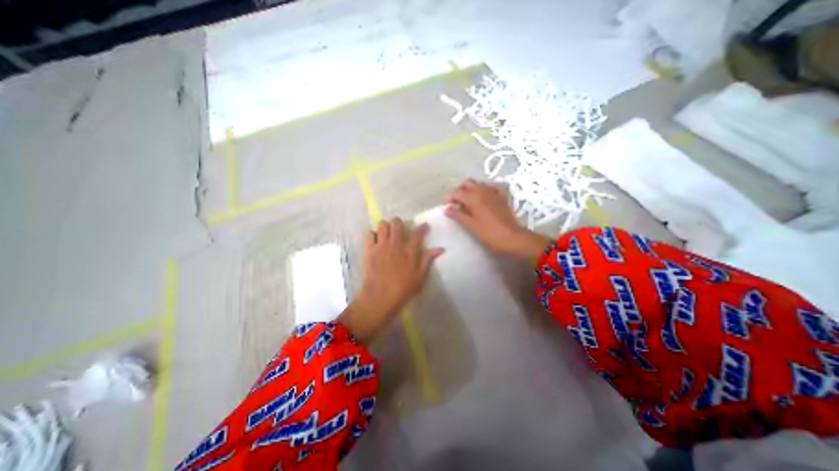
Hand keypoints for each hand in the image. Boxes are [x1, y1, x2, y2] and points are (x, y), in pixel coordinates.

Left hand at [336, 219, 440, 343]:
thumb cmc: (403, 289)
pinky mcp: (369, 250)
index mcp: (410, 251)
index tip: (425, 226)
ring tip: (387, 235)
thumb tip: (440, 248)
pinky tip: (375, 241)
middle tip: (400, 231)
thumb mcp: (420, 277)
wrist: (380, 297)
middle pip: (397, 223)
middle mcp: (396, 244)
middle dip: (399, 224)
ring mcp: (381, 246)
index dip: (423, 227)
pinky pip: (369, 234)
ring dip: (386, 227)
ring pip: (382, 225)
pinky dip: (372, 235)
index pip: (418, 233)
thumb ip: (428, 260)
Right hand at [442, 179, 554, 261]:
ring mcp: (494, 192)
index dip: (449, 198)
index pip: (457, 192)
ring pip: (479, 184)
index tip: (446, 207)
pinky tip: (484, 196)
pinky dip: (486, 189)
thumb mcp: (470, 225)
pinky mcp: (502, 196)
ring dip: (471, 190)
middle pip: (467, 184)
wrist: (511, 238)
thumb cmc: (488, 233)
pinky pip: (492, 187)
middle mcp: (483, 190)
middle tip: (456, 203)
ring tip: (468, 202)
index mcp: (473, 197)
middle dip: (459, 191)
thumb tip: (447, 209)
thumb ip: (458, 215)